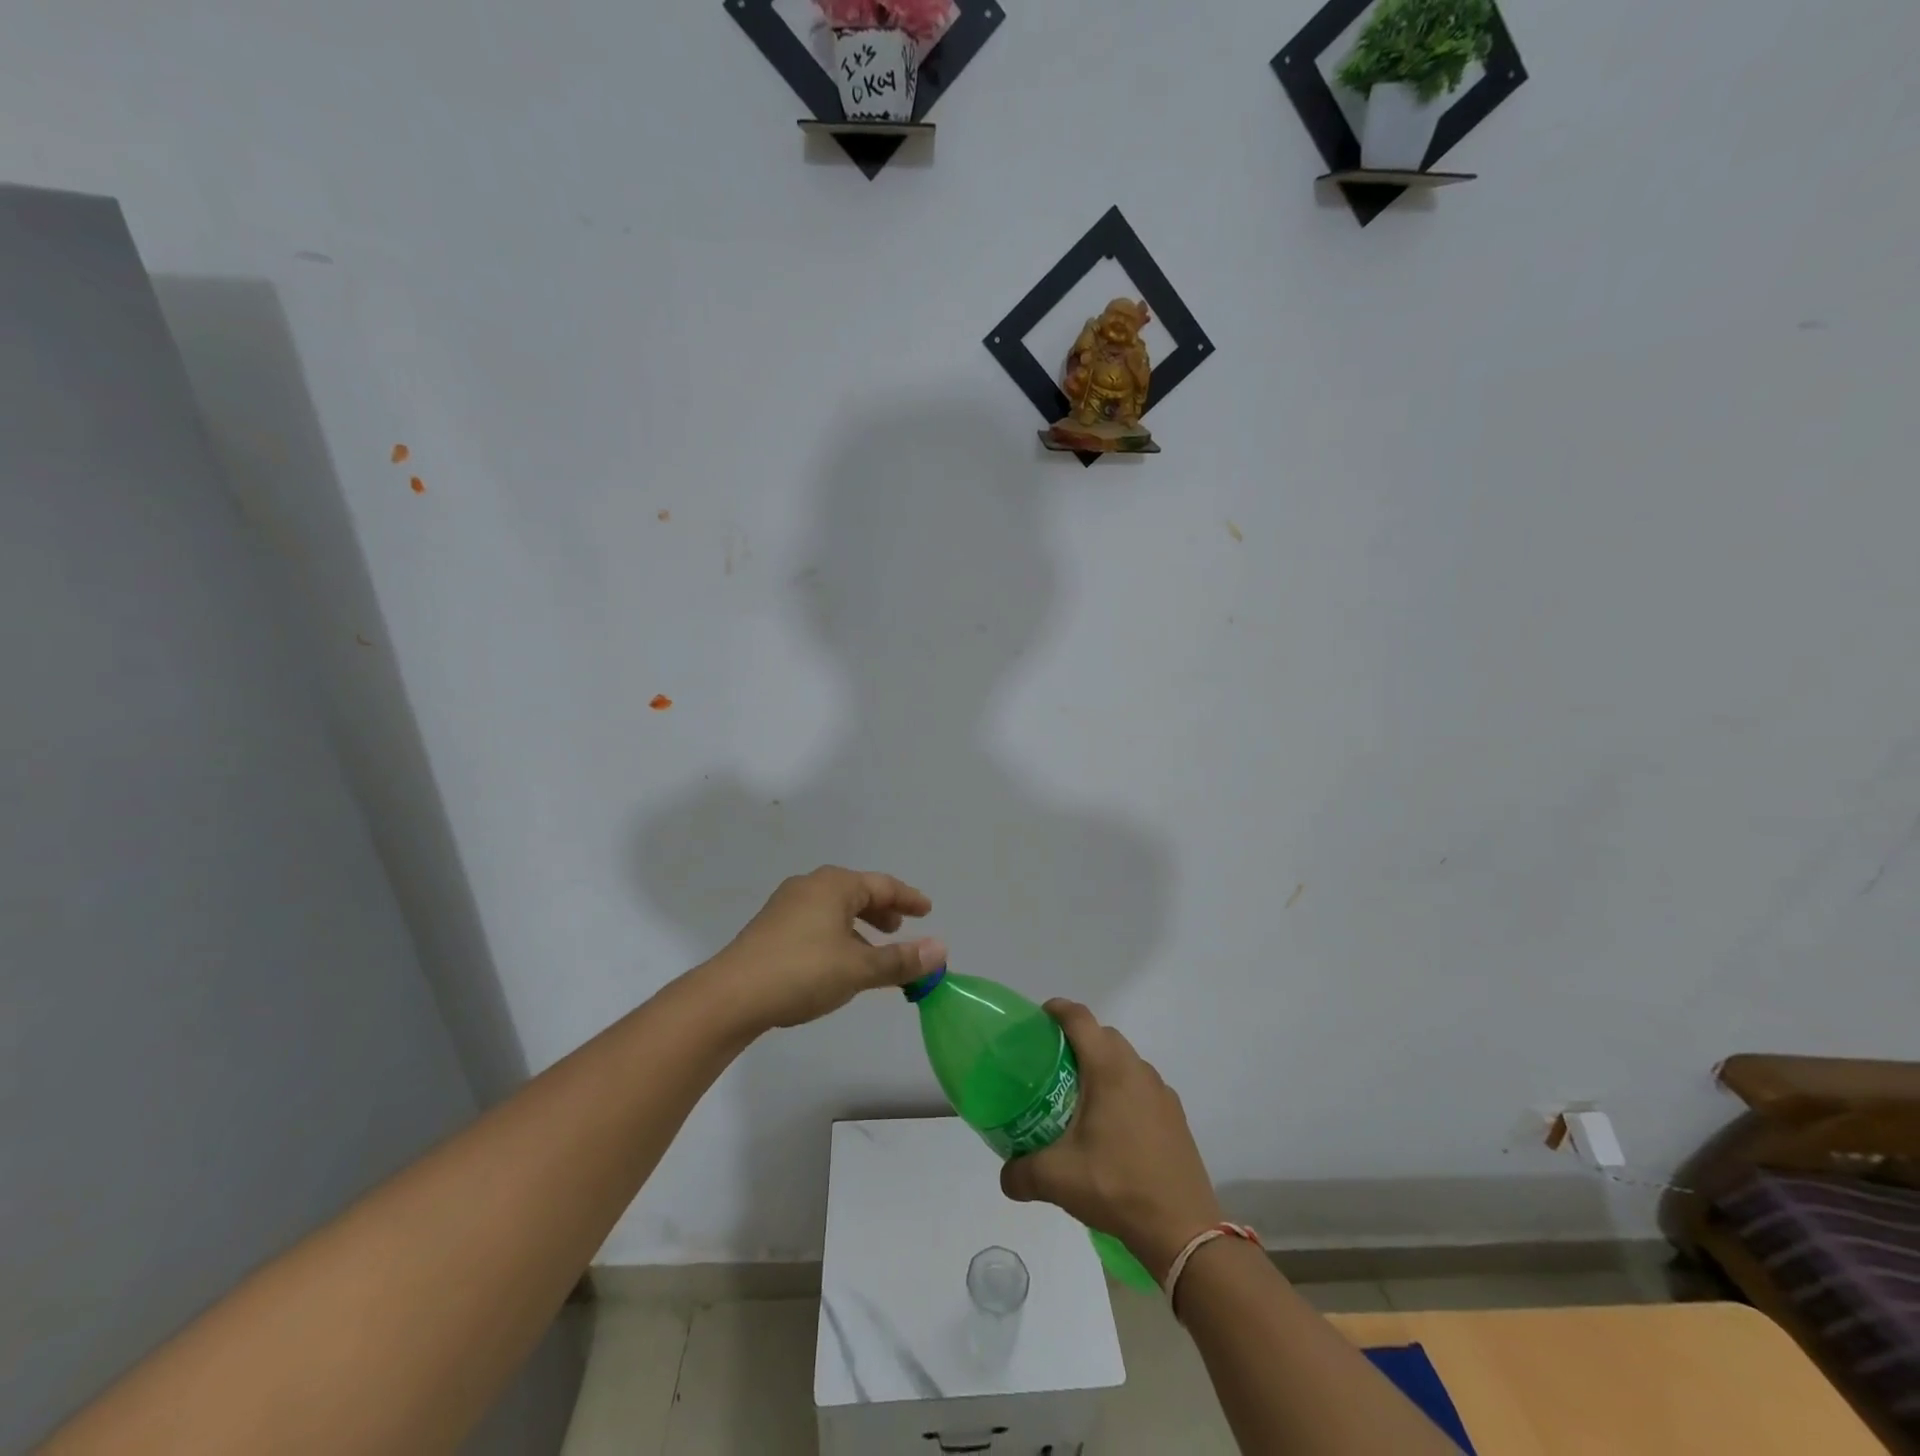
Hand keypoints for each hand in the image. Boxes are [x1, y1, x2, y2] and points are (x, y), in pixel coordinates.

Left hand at [700, 867, 944, 1033]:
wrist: (731, 996)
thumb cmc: (802, 972)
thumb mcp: (859, 968)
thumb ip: (901, 959)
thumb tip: (941, 949)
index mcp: (834, 885)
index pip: (882, 885)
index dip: (908, 898)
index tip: (927, 910)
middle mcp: (810, 886)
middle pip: (857, 892)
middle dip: (882, 911)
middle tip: (901, 929)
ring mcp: (786, 906)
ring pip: (835, 909)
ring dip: (859, 927)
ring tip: (873, 951)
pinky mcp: (771, 928)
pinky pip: (817, 922)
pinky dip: (838, 935)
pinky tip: (839, 963)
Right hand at [1000, 1000, 1223, 1281]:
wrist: (1182, 1229)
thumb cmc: (1117, 1187)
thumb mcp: (1057, 1179)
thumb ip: (1021, 1172)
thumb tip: (1004, 1175)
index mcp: (1109, 1069)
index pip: (1080, 1019)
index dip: (1057, 1010)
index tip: (1038, 1018)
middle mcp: (1138, 1070)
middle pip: (1104, 1036)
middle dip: (1077, 1039)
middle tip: (1051, 1064)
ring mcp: (1161, 1092)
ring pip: (1125, 1061)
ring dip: (1102, 1066)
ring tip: (1079, 1097)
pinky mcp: (1175, 1116)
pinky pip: (1142, 1086)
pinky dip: (1122, 1090)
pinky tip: (1111, 1128)